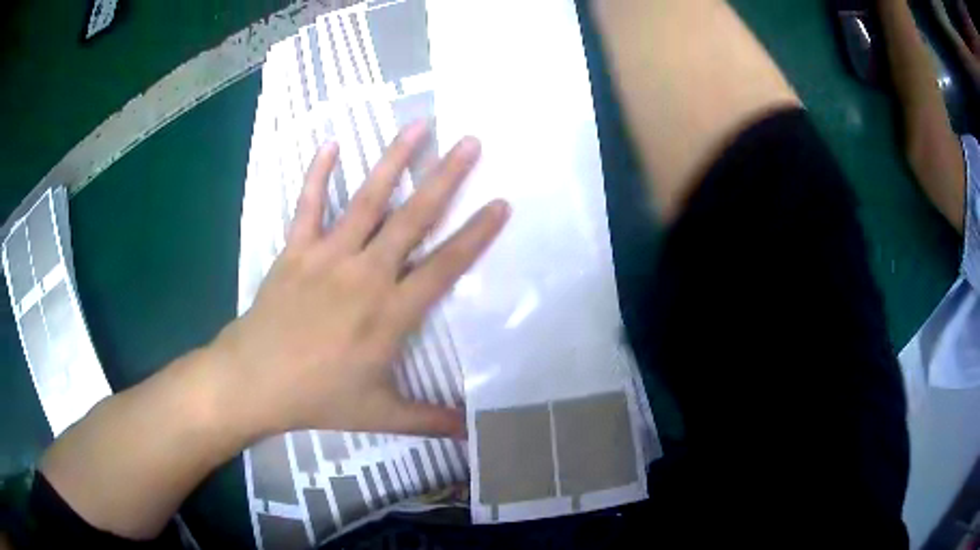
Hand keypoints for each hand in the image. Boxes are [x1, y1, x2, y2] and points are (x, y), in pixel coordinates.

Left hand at [211, 121, 508, 439]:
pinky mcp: (295, 251)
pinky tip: (332, 143)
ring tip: (418, 125)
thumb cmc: (317, 398)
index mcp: (391, 313)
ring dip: (394, 160)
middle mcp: (365, 274)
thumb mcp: (379, 415)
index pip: (445, 265)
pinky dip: (318, 173)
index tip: (500, 202)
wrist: (254, 382)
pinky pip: (308, 206)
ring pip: (367, 200)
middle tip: (470, 141)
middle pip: (413, 218)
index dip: (476, 234)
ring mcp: (328, 257)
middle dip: (446, 177)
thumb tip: (472, 435)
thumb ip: (429, 420)